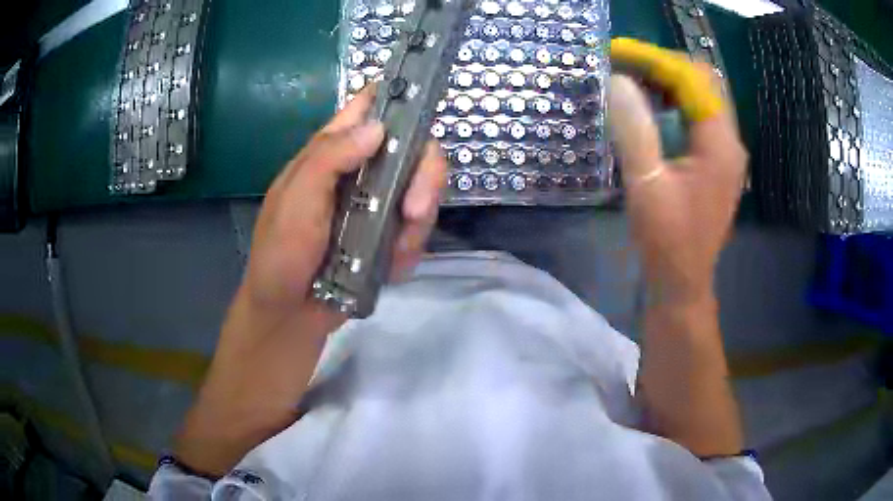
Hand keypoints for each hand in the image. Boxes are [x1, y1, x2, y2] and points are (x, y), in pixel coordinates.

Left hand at [247, 84, 447, 310]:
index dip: (397, 96)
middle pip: (413, 149)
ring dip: (418, 223)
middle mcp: (361, 170)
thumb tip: (376, 127)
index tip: (423, 101)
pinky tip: (390, 267)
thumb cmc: (281, 254)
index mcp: (332, 151)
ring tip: (396, 252)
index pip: (368, 107)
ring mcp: (377, 203)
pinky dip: (411, 249)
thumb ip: (329, 158)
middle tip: (415, 211)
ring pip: (422, 190)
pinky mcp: (389, 234)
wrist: (290, 314)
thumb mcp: (295, 201)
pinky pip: (418, 230)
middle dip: (424, 177)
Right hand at [608, 70, 746, 305]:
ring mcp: (726, 152)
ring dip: (669, 83)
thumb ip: (634, 129)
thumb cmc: (667, 239)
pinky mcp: (718, 162)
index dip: (656, 61)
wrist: (683, 281)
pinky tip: (651, 110)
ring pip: (702, 97)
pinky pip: (700, 117)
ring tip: (633, 82)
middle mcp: (730, 141)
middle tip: (626, 66)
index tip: (619, 55)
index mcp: (719, 144)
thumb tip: (616, 80)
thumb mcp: (646, 184)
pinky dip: (675, 104)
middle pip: (703, 82)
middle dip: (664, 67)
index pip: (692, 79)